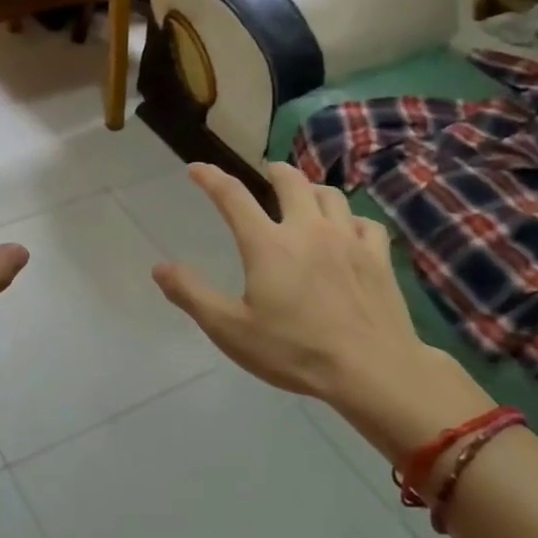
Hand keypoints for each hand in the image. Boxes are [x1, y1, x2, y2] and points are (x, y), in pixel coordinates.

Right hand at [152, 162, 489, 455]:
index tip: (197, 168)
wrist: (373, 370)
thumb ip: (192, 295)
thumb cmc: (294, 351)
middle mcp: (308, 230)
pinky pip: (365, 222)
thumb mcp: (230, 330)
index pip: (232, 197)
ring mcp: (348, 240)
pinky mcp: (378, 257)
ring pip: (331, 195)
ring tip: (305, 197)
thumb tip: (159, 268)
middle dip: (275, 171)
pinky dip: (351, 219)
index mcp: (268, 244)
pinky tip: (348, 231)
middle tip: (267, 174)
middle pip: (291, 181)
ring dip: (313, 190)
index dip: (211, 178)